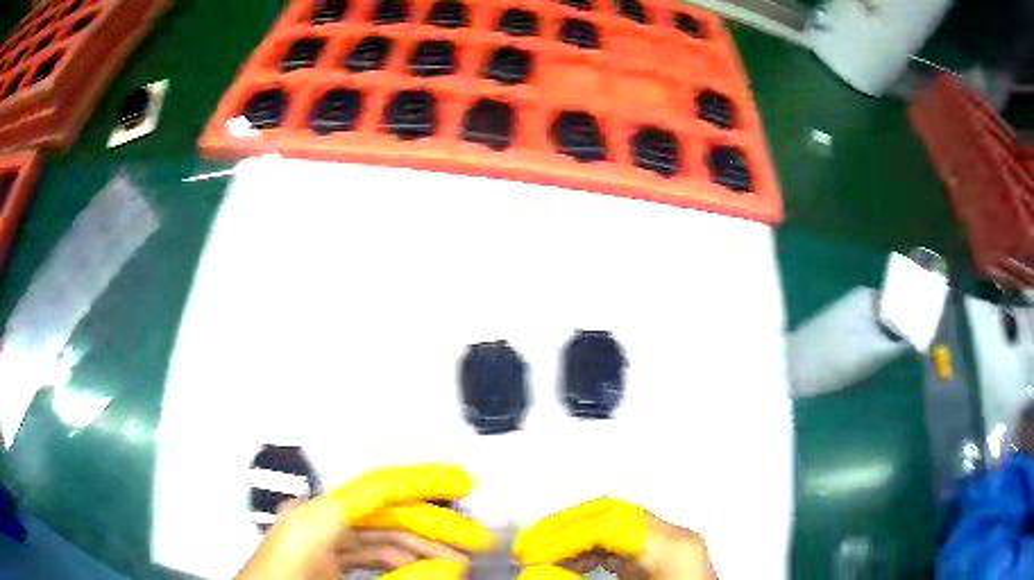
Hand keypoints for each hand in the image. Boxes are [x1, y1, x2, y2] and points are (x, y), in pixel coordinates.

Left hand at [235, 464, 493, 579]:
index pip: (379, 487)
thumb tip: (449, 567)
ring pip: (378, 534)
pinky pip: (365, 551)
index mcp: (314, 520)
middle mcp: (314, 519)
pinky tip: (422, 570)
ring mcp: (315, 537)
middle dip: (434, 528)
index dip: (426, 481)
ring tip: (457, 563)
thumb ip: (402, 578)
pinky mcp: (318, 554)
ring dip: (419, 549)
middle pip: (385, 513)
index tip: (463, 483)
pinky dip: (396, 560)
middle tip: (475, 541)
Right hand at [514, 498, 714, 579]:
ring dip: (576, 537)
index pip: (609, 523)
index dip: (561, 535)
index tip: (532, 551)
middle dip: (563, 528)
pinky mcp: (669, 551)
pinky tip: (577, 565)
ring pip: (617, 520)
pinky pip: (626, 537)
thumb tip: (539, 573)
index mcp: (673, 550)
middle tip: (532, 547)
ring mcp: (676, 542)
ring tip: (547, 557)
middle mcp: (677, 538)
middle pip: (613, 512)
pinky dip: (594, 548)